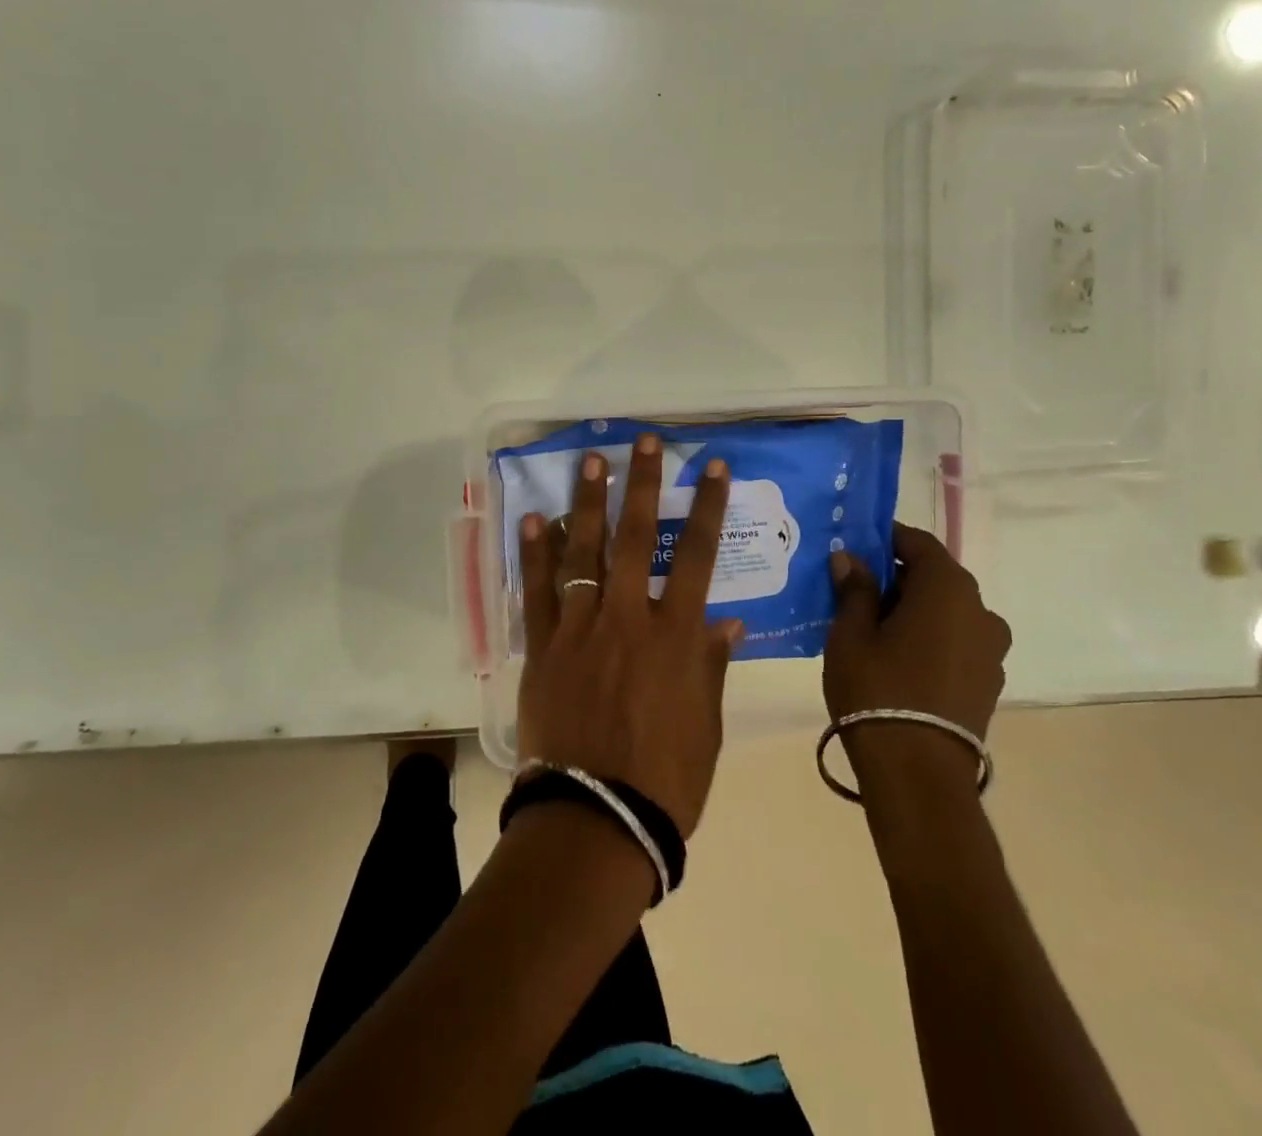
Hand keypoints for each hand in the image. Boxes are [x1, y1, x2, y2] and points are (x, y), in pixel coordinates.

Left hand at [515, 433, 744, 838]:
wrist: (597, 820)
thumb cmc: (666, 779)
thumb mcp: (706, 724)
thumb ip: (710, 666)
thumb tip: (728, 624)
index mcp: (675, 636)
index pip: (696, 555)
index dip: (705, 507)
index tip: (712, 466)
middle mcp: (628, 618)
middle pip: (635, 537)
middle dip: (641, 484)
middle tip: (641, 441)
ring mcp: (580, 629)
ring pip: (583, 551)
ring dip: (587, 502)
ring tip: (589, 459)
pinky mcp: (543, 648)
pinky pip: (537, 591)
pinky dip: (535, 553)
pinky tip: (533, 518)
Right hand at [824, 523, 1010, 742]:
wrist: (918, 774)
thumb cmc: (878, 689)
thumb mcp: (851, 634)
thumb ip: (854, 589)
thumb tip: (850, 558)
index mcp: (948, 588)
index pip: (917, 542)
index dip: (885, 539)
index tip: (854, 546)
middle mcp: (980, 610)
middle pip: (934, 577)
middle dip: (895, 577)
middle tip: (853, 590)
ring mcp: (990, 649)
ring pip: (946, 611)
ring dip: (913, 610)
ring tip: (873, 630)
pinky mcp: (988, 682)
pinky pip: (955, 641)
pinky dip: (929, 638)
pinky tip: (898, 659)